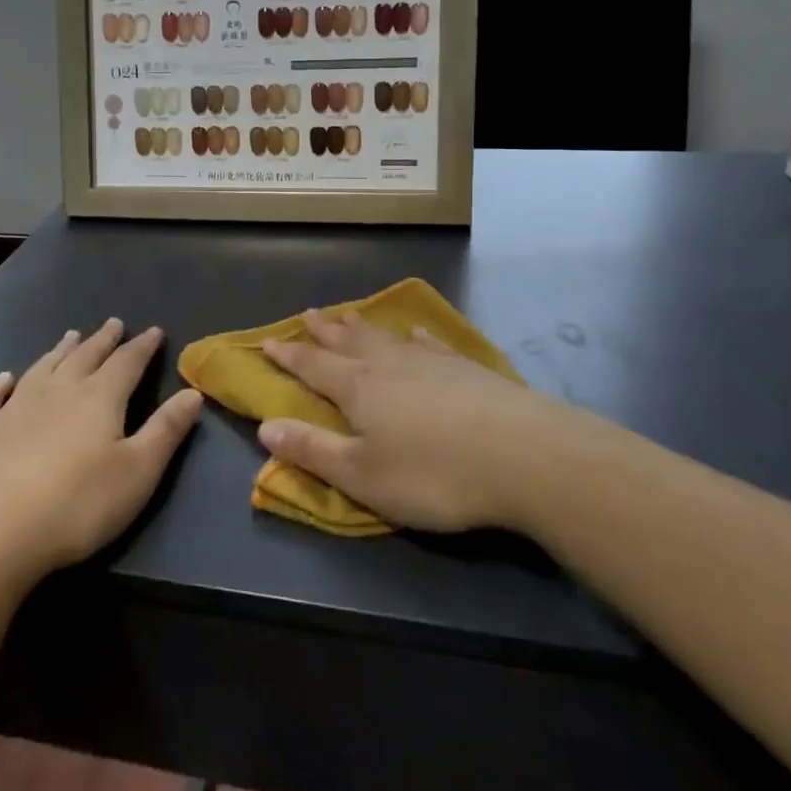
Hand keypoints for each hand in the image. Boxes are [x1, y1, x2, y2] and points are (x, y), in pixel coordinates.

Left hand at [0, 319, 201, 587]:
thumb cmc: (78, 505)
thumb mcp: (138, 471)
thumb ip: (166, 430)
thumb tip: (193, 391)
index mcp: (99, 398)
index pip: (127, 362)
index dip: (143, 346)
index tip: (154, 331)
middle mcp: (58, 391)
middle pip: (85, 357)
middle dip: (103, 340)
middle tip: (113, 324)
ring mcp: (14, 408)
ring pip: (43, 368)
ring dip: (59, 351)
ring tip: (71, 336)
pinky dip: (0, 384)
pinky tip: (4, 379)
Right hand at [258, 311, 558, 532]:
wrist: (525, 456)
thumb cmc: (434, 474)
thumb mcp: (362, 476)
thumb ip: (313, 450)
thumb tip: (265, 426)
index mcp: (359, 389)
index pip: (313, 367)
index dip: (289, 357)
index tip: (268, 343)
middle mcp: (390, 366)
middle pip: (349, 342)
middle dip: (325, 332)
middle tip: (309, 314)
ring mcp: (432, 363)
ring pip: (387, 338)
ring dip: (363, 327)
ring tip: (349, 315)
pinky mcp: (468, 370)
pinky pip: (432, 345)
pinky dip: (417, 338)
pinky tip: (416, 333)